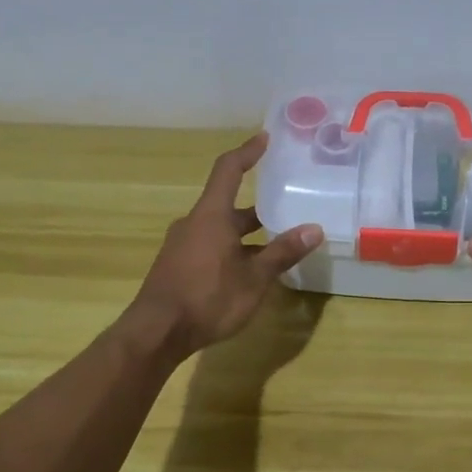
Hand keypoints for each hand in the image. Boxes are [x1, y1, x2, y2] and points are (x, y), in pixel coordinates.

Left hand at [125, 133, 323, 359]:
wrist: (156, 333)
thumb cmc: (207, 298)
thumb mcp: (254, 278)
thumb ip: (282, 252)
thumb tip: (314, 228)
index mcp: (211, 216)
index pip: (229, 170)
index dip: (247, 152)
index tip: (265, 138)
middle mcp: (194, 223)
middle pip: (228, 205)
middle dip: (258, 208)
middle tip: (286, 206)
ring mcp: (182, 245)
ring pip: (220, 229)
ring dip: (246, 233)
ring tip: (276, 244)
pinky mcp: (177, 266)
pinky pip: (210, 246)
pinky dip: (232, 249)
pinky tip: (249, 271)